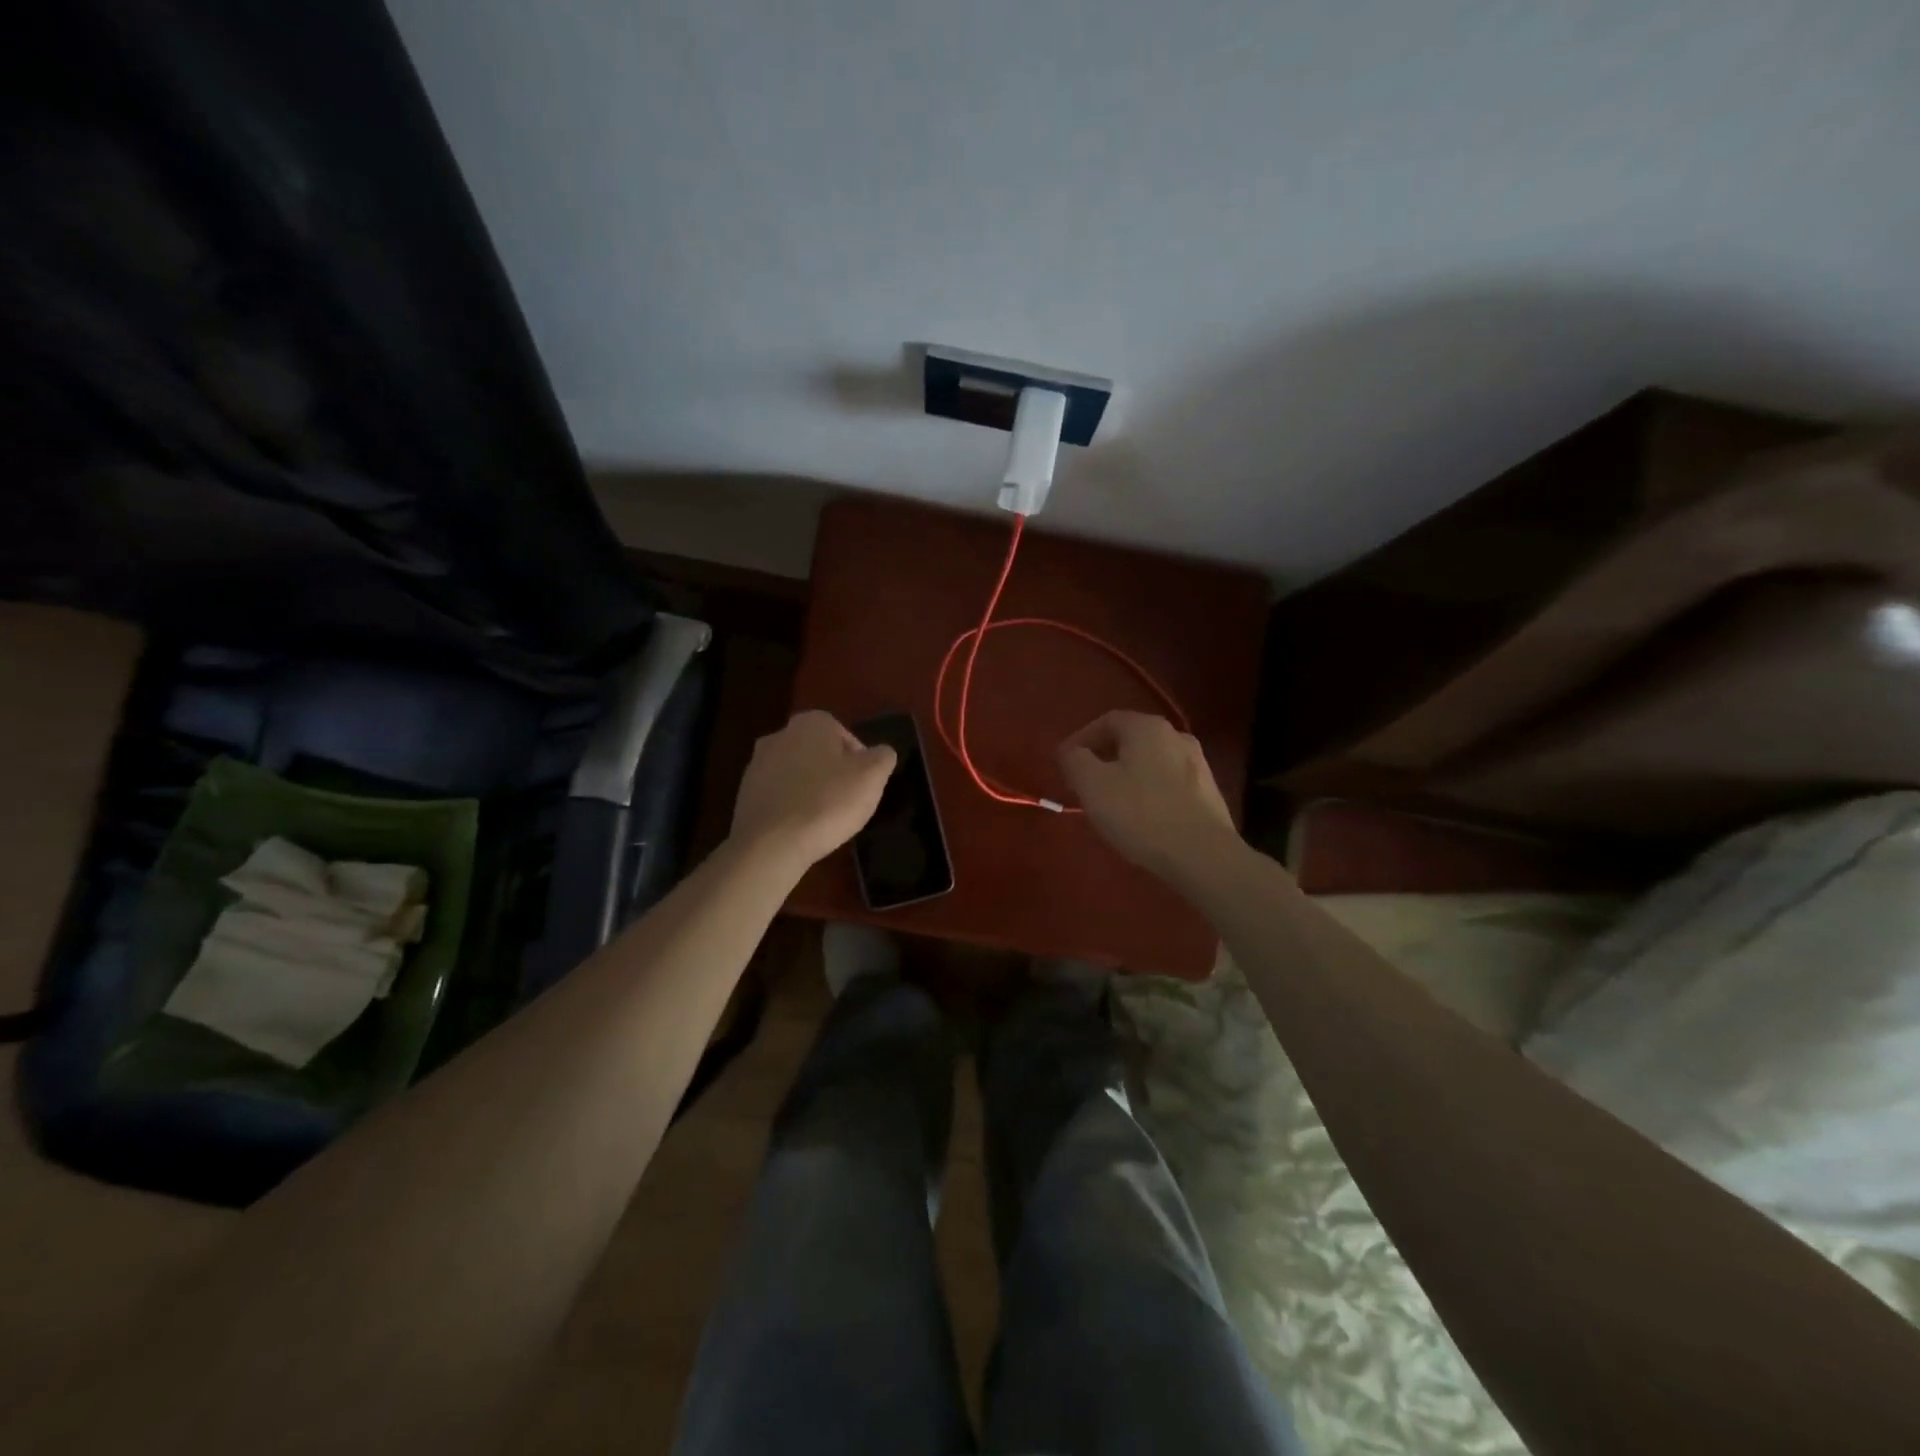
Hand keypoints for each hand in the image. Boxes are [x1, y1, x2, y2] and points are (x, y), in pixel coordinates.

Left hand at [731, 711, 896, 870]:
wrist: (771, 844)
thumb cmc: (828, 802)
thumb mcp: (872, 776)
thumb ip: (883, 757)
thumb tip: (880, 753)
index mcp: (811, 722)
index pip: (846, 735)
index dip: (860, 762)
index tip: (864, 786)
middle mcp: (780, 734)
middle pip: (819, 753)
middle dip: (833, 773)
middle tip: (847, 801)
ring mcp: (757, 764)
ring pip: (797, 773)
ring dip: (811, 790)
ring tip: (824, 819)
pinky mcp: (744, 793)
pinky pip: (779, 795)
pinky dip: (791, 806)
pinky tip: (801, 828)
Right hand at [1058, 711, 1237, 879]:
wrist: (1203, 854)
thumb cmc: (1140, 813)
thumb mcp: (1092, 785)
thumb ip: (1074, 760)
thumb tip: (1070, 751)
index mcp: (1147, 727)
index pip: (1106, 721)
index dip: (1081, 739)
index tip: (1064, 763)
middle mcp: (1176, 735)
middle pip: (1131, 740)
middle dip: (1104, 758)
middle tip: (1084, 783)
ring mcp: (1198, 763)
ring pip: (1150, 762)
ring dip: (1127, 775)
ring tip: (1110, 802)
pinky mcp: (1208, 792)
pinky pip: (1168, 783)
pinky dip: (1148, 792)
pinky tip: (1141, 817)